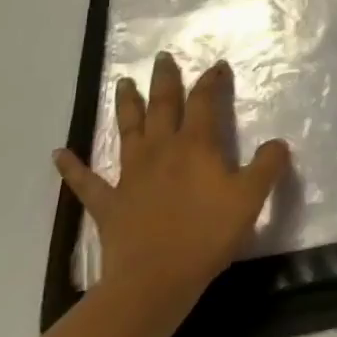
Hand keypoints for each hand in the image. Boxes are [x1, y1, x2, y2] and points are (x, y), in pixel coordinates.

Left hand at [54, 53, 288, 328]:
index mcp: (195, 145)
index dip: (211, 80)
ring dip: (126, 105)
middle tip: (162, 57)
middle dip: (164, 80)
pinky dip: (71, 167)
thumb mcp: (251, 197)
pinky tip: (58, 153)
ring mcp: (130, 175)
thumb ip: (268, 165)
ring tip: (122, 83)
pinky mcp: (108, 203)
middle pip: (162, 106)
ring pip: (127, 131)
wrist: (155, 280)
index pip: (204, 101)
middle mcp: (161, 150)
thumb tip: (277, 143)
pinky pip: (86, 181)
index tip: (218, 65)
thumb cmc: (207, 234)